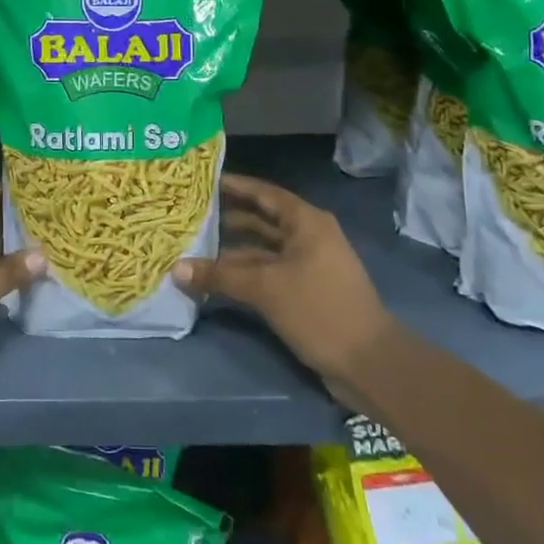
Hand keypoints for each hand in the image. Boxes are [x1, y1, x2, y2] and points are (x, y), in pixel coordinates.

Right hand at [174, 174, 393, 399]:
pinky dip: (245, 273)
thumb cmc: (319, 309)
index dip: (235, 186)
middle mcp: (309, 237)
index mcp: (306, 222)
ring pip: (263, 250)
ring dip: (233, 251)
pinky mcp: (307, 291)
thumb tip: (175, 269)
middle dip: (228, 219)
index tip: (203, 181)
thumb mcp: (265, 288)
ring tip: (195, 248)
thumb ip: (219, 275)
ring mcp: (309, 265)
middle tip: (190, 216)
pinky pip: (269, 272)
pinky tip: (217, 279)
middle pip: (262, 220)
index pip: (264, 194)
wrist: (368, 363)